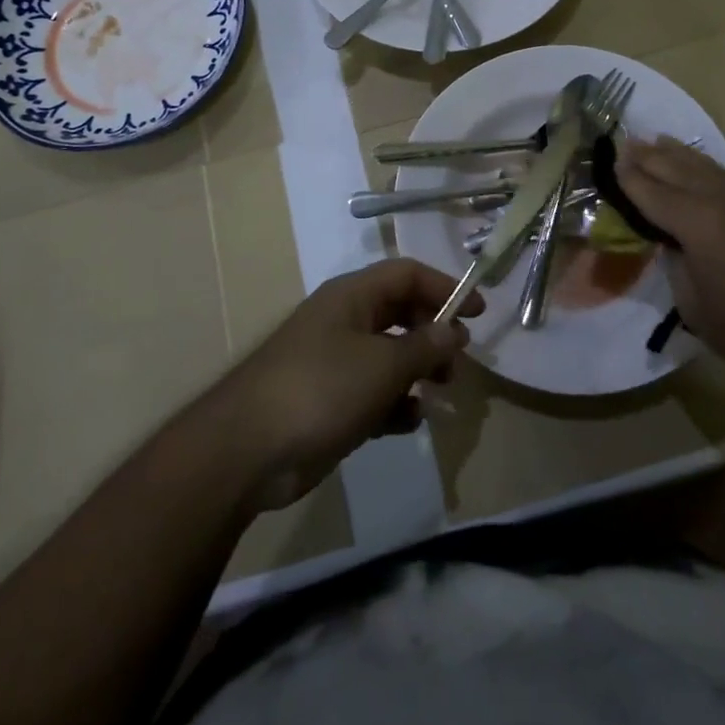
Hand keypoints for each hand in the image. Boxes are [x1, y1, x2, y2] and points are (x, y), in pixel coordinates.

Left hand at [212, 258, 480, 509]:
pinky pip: (372, 392)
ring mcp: (334, 361)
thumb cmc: (320, 389)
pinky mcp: (328, 400)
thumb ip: (423, 347)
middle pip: (399, 313)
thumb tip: (453, 331)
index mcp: (352, 296)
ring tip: (441, 392)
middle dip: (432, 333)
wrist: (247, 450)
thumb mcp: (382, 365)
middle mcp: (344, 321)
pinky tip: (409, 422)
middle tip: (458, 361)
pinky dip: (394, 403)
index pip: (407, 274)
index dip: (444, 287)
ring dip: (417, 371)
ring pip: (388, 355)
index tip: (477, 312)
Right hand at [616, 137, 724, 384]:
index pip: (653, 193)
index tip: (609, 159)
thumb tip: (674, 245)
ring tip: (658, 141)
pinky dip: (706, 169)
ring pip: (707, 169)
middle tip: (626, 142)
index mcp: (698, 224)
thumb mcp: (696, 307)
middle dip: (650, 156)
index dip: (629, 177)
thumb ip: (678, 265)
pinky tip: (700, 169)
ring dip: (680, 155)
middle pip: (679, 170)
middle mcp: (724, 202)